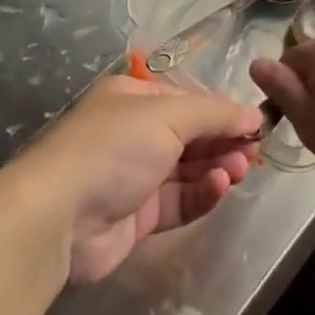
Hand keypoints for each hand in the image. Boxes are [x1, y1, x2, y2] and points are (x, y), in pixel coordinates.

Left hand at [16, 75, 261, 283]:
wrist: (58, 216)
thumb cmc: (114, 146)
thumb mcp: (168, 115)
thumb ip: (215, 114)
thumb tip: (254, 115)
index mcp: (133, 97)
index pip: (187, 100)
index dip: (221, 111)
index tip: (255, 124)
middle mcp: (133, 132)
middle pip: (190, 135)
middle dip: (222, 141)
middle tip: (252, 151)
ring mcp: (134, 176)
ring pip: (187, 169)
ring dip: (216, 167)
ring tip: (239, 170)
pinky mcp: (136, 217)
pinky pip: (178, 201)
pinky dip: (201, 194)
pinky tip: (219, 187)